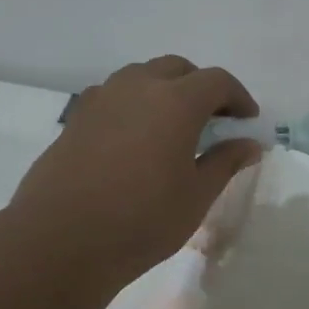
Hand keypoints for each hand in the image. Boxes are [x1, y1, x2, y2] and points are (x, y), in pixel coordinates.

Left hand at [10, 56, 262, 288]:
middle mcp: (138, 87)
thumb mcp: (195, 196)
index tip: (247, 120)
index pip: (217, 81)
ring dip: (165, 89)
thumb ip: (224, 163)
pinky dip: (135, 104)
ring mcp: (102, 99)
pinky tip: (136, 138)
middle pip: (177, 68)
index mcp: (176, 102)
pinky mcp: (77, 118)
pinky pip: (114, 95)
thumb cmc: (141, 220)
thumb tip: (249, 144)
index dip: (238, 97)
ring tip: (174, 125)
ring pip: (142, 76)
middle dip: (201, 87)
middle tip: (214, 119)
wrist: (60, 240)